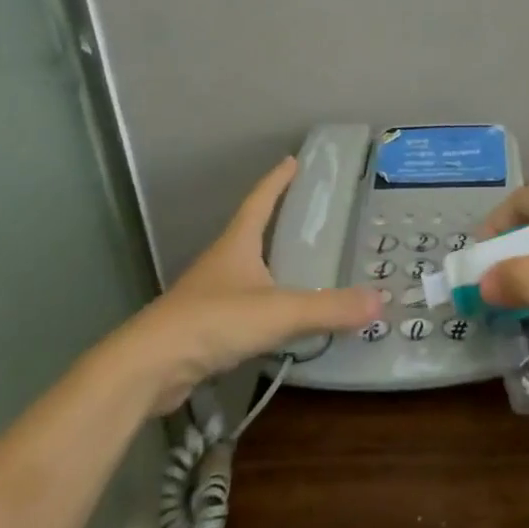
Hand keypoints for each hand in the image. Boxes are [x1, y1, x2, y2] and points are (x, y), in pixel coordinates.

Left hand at [131, 158, 380, 410]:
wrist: (149, 368)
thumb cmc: (213, 321)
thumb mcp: (279, 311)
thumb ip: (329, 308)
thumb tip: (379, 301)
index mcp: (237, 243)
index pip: (260, 200)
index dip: (277, 180)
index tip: (293, 160)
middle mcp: (222, 261)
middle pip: (253, 232)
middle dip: (279, 221)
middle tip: (314, 216)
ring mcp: (210, 295)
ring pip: (248, 272)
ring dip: (273, 266)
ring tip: (306, 267)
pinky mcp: (204, 328)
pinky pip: (244, 307)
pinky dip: (266, 306)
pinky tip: (283, 320)